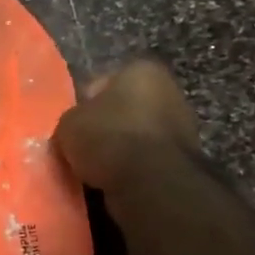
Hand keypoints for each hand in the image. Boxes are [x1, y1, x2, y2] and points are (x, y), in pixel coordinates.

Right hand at [53, 60, 199, 191]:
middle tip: (83, 146)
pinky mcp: (185, 162)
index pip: (104, 82)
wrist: (151, 184)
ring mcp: (183, 128)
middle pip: (125, 109)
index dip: (84, 103)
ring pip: (137, 138)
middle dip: (107, 127)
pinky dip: (133, 171)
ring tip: (94, 170)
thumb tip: (77, 128)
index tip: (74, 124)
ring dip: (120, 151)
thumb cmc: (109, 138)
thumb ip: (73, 119)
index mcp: (143, 70)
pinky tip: (114, 182)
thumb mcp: (69, 123)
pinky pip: (147, 162)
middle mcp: (170, 92)